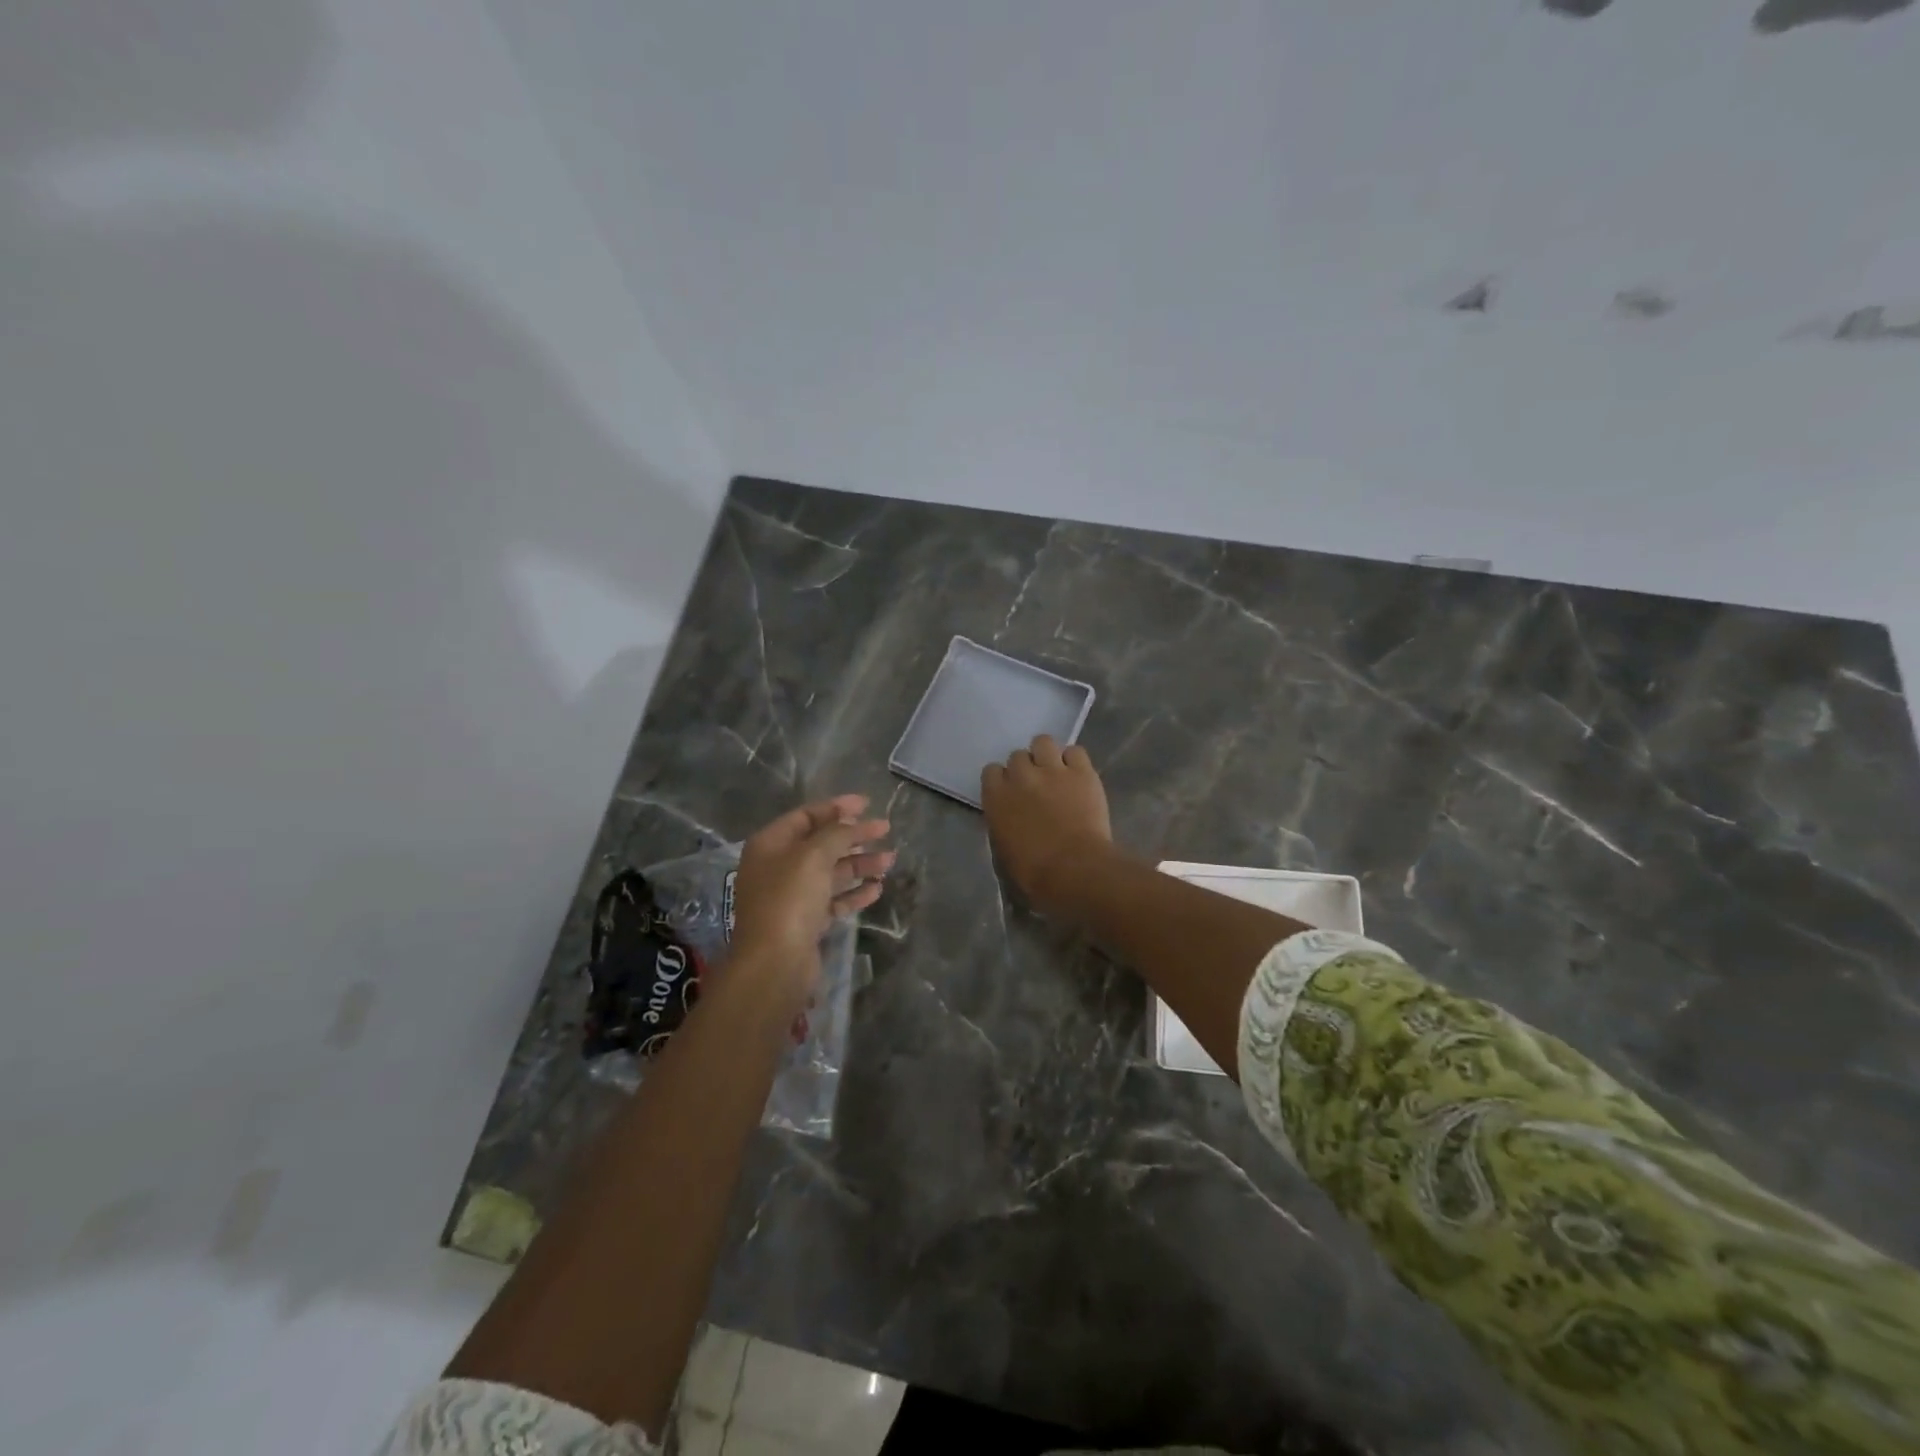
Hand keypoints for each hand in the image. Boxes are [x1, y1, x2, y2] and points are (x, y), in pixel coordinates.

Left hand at [730, 795, 892, 989]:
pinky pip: (833, 900)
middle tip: (885, 830)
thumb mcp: (814, 856)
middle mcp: (778, 867)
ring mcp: (791, 896)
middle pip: (821, 844)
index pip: (806, 816)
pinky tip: (877, 888)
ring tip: (890, 861)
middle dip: (854, 836)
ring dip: (860, 864)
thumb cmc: (789, 899)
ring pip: (830, 872)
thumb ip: (836, 834)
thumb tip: (852, 823)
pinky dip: (854, 893)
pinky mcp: (805, 922)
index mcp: (770, 845)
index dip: (836, 807)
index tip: (867, 804)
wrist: (775, 963)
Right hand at [981, 735, 1112, 917]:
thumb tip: (1011, 821)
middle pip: (1017, 755)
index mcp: (997, 797)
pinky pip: (1075, 751)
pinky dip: (1074, 761)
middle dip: (1025, 769)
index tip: (1011, 794)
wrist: (1075, 870)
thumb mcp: (1004, 851)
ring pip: (1043, 742)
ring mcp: (1053, 770)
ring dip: (1046, 755)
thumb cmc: (1034, 874)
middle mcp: (1021, 776)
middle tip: (1036, 787)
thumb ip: (1003, 825)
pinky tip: (1077, 776)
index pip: (991, 771)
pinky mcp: (1082, 772)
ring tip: (1055, 772)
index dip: (1002, 781)